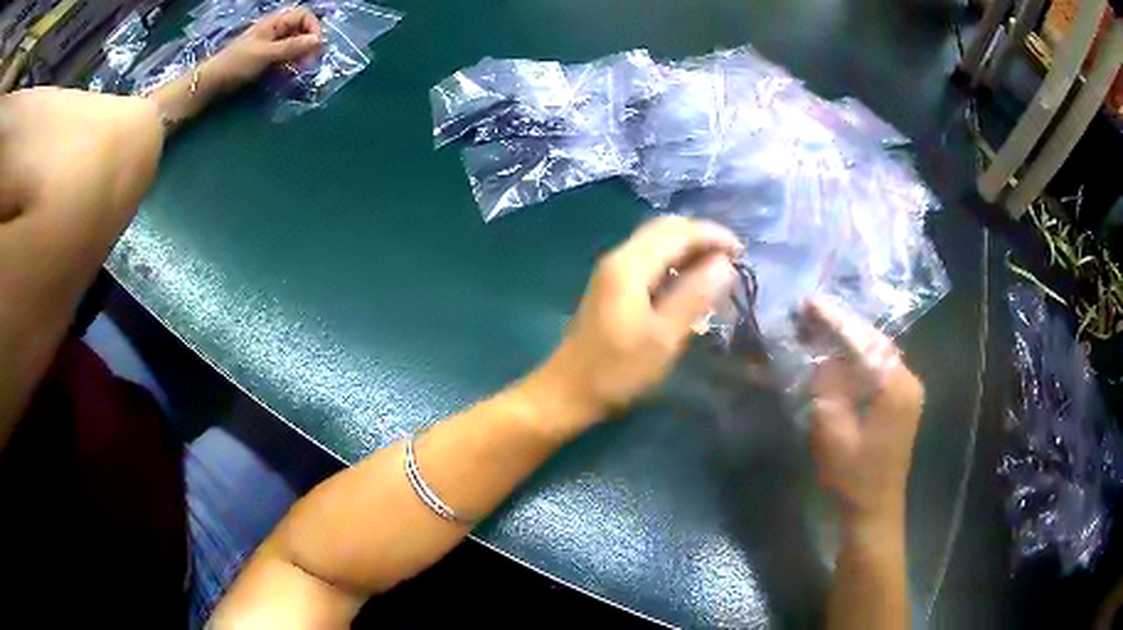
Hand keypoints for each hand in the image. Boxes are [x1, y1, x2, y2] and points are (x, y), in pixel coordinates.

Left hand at [203, 7, 322, 92]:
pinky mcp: (266, 57)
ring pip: (295, 43)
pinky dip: (291, 62)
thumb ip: (292, 47)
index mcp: (275, 22)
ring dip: (301, 54)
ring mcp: (271, 43)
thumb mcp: (266, 54)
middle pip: (302, 29)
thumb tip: (319, 41)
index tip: (315, 46)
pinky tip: (289, 71)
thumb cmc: (237, 64)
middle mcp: (275, 29)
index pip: (304, 15)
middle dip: (309, 43)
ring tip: (300, 69)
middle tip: (309, 62)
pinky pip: (286, 55)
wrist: (213, 82)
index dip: (313, 27)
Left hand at [537, 216, 742, 427]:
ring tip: (717, 270)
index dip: (713, 235)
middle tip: (732, 260)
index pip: (678, 232)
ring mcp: (611, 271)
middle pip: (665, 229)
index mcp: (630, 265)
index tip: (743, 253)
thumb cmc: (617, 370)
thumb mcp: (664, 337)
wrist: (567, 392)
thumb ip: (694, 295)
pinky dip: (673, 261)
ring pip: (656, 242)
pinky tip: (688, 283)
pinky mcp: (610, 286)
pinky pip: (648, 259)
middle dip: (701, 237)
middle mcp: (618, 257)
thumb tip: (724, 263)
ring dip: (688, 248)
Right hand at [800, 299, 923, 529]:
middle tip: (811, 310)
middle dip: (843, 324)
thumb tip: (821, 355)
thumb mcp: (831, 432)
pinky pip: (879, 367)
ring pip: (877, 351)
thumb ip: (827, 387)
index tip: (809, 302)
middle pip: (874, 340)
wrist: (873, 511)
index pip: (863, 341)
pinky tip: (839, 352)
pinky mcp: (902, 402)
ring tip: (821, 325)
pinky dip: (858, 356)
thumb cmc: (852, 477)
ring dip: (850, 338)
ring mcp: (908, 391)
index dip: (835, 320)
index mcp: (894, 386)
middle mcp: (907, 380)